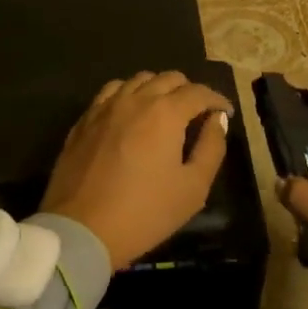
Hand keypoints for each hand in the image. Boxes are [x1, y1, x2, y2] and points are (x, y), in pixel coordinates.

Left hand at [43, 72, 233, 269]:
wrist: (82, 230)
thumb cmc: (145, 212)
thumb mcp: (193, 188)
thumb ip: (211, 147)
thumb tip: (217, 119)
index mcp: (166, 112)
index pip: (198, 92)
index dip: (216, 99)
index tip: (225, 112)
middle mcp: (136, 99)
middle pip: (169, 78)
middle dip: (189, 90)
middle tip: (197, 112)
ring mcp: (105, 107)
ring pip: (138, 80)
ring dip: (158, 88)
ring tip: (164, 110)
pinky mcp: (84, 120)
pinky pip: (111, 92)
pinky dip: (128, 94)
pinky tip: (130, 112)